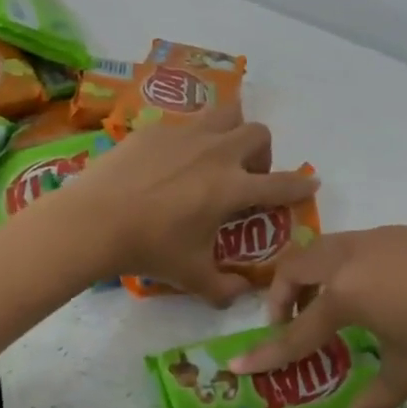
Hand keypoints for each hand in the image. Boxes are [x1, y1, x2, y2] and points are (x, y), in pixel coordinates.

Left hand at [62, 107, 318, 304]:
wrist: (94, 221)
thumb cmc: (149, 249)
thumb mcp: (191, 275)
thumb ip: (223, 287)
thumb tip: (241, 293)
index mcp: (232, 187)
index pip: (280, 184)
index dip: (300, 185)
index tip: (311, 183)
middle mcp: (216, 153)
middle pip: (257, 133)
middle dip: (260, 153)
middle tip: (244, 177)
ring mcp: (184, 135)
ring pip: (224, 113)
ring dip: (230, 130)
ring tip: (214, 155)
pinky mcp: (154, 130)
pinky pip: (184, 123)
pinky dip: (189, 139)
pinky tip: (168, 162)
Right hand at [229, 227, 406, 407]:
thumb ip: (373, 401)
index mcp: (346, 293)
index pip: (296, 330)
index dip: (267, 353)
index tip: (236, 365)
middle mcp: (350, 257)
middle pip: (295, 268)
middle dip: (281, 297)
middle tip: (291, 326)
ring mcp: (376, 239)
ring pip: (321, 248)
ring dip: (309, 276)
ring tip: (326, 308)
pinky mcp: (399, 233)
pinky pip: (350, 245)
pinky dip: (338, 266)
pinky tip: (368, 291)